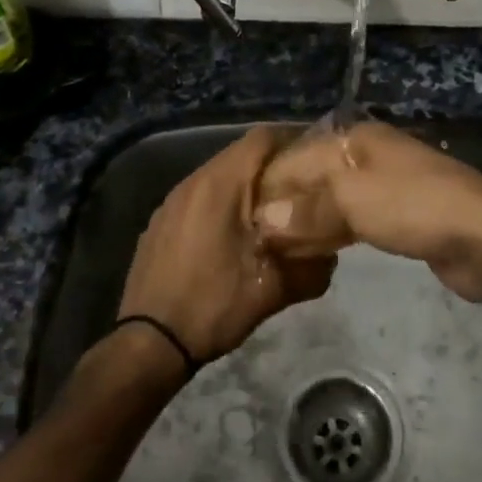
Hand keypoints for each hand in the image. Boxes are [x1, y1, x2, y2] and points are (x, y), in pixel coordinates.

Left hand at [117, 125, 335, 362]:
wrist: (149, 343)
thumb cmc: (213, 305)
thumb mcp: (273, 290)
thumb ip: (311, 267)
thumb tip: (331, 254)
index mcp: (220, 184)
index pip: (262, 138)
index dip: (293, 139)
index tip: (318, 157)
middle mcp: (193, 181)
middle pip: (240, 154)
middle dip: (273, 165)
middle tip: (302, 187)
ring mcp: (172, 201)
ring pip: (219, 176)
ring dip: (247, 185)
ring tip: (273, 210)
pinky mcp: (161, 221)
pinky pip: (200, 197)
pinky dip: (223, 203)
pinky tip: (235, 234)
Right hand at [253, 121, 481, 302]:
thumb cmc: (415, 207)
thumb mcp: (354, 201)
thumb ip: (307, 207)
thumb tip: (263, 218)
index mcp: (357, 139)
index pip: (298, 157)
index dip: (270, 187)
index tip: (243, 219)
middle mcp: (369, 155)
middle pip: (316, 178)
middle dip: (287, 205)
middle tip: (256, 238)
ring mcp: (387, 185)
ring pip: (334, 200)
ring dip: (308, 222)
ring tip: (276, 249)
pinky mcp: (400, 216)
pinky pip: (354, 220)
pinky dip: (332, 233)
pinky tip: (314, 252)